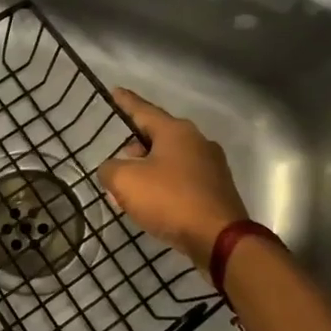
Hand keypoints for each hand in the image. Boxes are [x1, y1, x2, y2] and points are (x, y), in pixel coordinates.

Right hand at [97, 87, 249, 270]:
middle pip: (158, 136)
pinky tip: (154, 203)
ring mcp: (212, 166)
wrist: (220, 239)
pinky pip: (183, 179)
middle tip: (119, 160)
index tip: (115, 91)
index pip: (143, 111)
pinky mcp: (218, 189)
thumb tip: (113, 169)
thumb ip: (110, 169)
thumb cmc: (170, 200)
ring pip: (171, 159)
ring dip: (150, 169)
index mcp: (176, 132)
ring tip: (132, 188)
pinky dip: (165, 186)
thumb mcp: (125, 182)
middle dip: (136, 146)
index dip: (126, 102)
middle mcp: (198, 141)